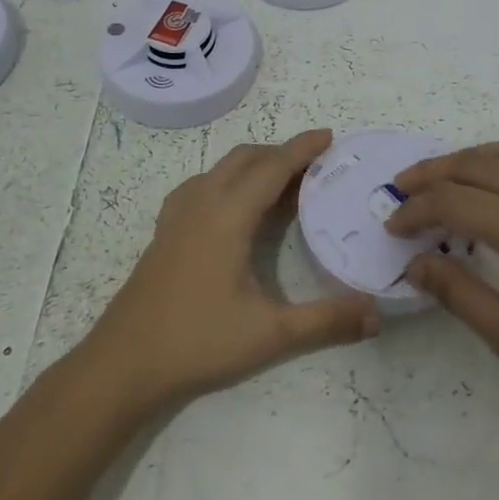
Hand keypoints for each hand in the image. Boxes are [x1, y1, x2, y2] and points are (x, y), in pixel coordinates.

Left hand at [76, 129, 378, 413]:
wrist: (122, 363)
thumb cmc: (197, 341)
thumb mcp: (270, 334)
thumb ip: (326, 321)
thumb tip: (376, 314)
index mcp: (228, 215)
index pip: (272, 167)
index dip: (302, 149)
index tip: (329, 136)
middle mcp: (202, 202)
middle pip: (246, 158)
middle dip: (281, 153)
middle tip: (315, 167)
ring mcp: (178, 214)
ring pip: (221, 169)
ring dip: (254, 166)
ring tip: (281, 186)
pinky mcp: (165, 231)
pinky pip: (202, 185)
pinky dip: (229, 180)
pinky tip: (234, 208)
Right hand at [388, 140, 498, 423]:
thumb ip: (456, 293)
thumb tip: (413, 264)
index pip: (451, 200)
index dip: (414, 211)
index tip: (391, 229)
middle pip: (471, 164)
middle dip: (429, 173)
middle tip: (399, 190)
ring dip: (462, 159)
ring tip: (436, 180)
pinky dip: (492, 160)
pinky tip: (485, 187)